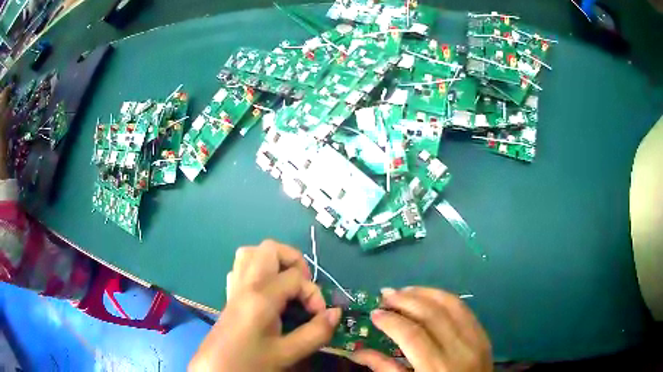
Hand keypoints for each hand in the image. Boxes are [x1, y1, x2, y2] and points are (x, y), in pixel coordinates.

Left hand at [189, 240, 340, 371]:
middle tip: (303, 288)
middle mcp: (245, 284)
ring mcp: (234, 287)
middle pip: (270, 249)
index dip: (314, 294)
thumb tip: (336, 313)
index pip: (295, 277)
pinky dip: (258, 270)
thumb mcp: (287, 353)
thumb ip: (315, 333)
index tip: (318, 316)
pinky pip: (241, 267)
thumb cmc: (250, 362)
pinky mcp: (229, 295)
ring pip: (251, 253)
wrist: (217, 369)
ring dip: (274, 262)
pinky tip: (268, 292)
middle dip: (294, 262)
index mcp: (260, 297)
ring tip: (287, 285)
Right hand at [352, 287, 491, 371]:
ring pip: (451, 304)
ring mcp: (476, 339)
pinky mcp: (484, 335)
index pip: (412, 335)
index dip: (391, 321)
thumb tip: (356, 351)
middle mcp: (460, 349)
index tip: (374, 313)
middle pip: (432, 314)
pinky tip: (429, 297)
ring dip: (426, 293)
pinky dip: (445, 298)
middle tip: (385, 294)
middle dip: (406, 300)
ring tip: (404, 291)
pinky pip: (464, 309)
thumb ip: (385, 369)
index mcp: (437, 368)